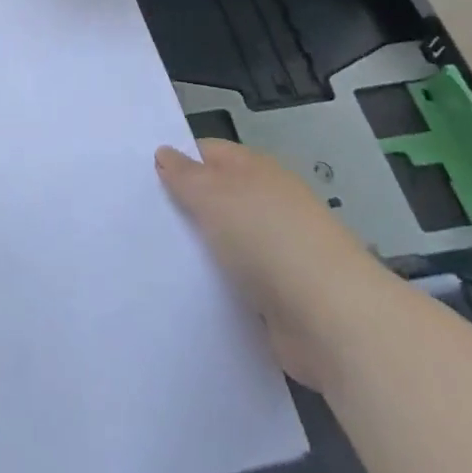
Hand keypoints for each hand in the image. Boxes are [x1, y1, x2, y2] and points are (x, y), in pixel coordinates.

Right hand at [157, 139, 400, 390]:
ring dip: (201, 254)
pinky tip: (187, 297)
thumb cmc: (268, 239)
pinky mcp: (280, 299)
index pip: (208, 154)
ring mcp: (278, 253)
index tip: (142, 179)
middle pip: (217, 199)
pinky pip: (237, 287)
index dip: (177, 161)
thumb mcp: (214, 195)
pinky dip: (218, 290)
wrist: (332, 319)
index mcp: (256, 170)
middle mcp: (268, 205)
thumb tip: (164, 153)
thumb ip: (185, 175)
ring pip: (225, 245)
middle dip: (185, 210)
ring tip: (153, 261)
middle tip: (139, 221)